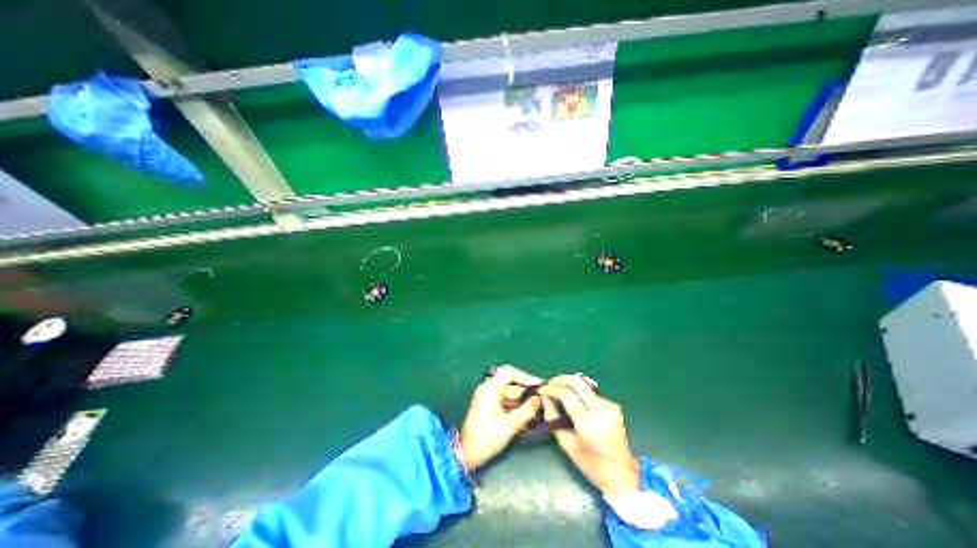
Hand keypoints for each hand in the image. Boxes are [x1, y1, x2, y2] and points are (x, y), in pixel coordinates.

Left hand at [462, 365, 544, 469]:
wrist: (466, 454)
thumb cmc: (487, 437)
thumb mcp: (510, 424)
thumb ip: (527, 410)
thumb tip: (539, 399)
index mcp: (490, 388)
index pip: (510, 373)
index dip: (526, 377)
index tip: (538, 385)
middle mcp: (488, 389)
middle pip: (510, 384)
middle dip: (526, 391)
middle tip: (541, 399)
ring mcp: (487, 398)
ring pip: (509, 394)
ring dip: (522, 400)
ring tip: (538, 409)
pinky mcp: (488, 407)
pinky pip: (505, 401)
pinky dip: (515, 407)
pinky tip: (527, 416)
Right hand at [542, 374, 642, 494]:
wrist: (622, 475)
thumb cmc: (590, 464)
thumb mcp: (566, 443)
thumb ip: (552, 417)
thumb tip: (545, 397)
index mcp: (588, 424)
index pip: (566, 394)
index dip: (551, 389)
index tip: (542, 390)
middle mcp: (601, 410)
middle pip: (577, 381)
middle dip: (560, 379)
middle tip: (549, 384)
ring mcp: (610, 406)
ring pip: (584, 386)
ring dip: (570, 387)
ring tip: (560, 393)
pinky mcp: (614, 406)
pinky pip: (591, 394)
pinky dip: (580, 395)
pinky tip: (576, 403)